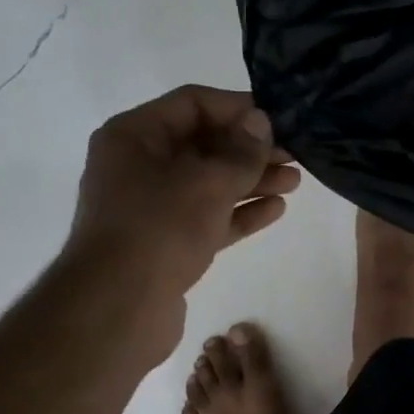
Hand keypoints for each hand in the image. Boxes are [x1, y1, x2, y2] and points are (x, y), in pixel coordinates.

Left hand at [65, 84, 300, 303]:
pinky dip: (238, 212)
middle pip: (203, 145)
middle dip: (250, 149)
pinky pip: (207, 218)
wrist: (118, 309)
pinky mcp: (165, 244)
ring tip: (295, 181)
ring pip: (208, 184)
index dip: (239, 108)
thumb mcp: (208, 182)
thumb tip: (260, 121)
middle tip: (295, 154)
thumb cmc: (160, 229)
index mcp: (134, 136)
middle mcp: (138, 166)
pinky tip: (275, 210)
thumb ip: (241, 151)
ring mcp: (151, 208)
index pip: (193, 104)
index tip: (279, 119)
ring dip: (251, 181)